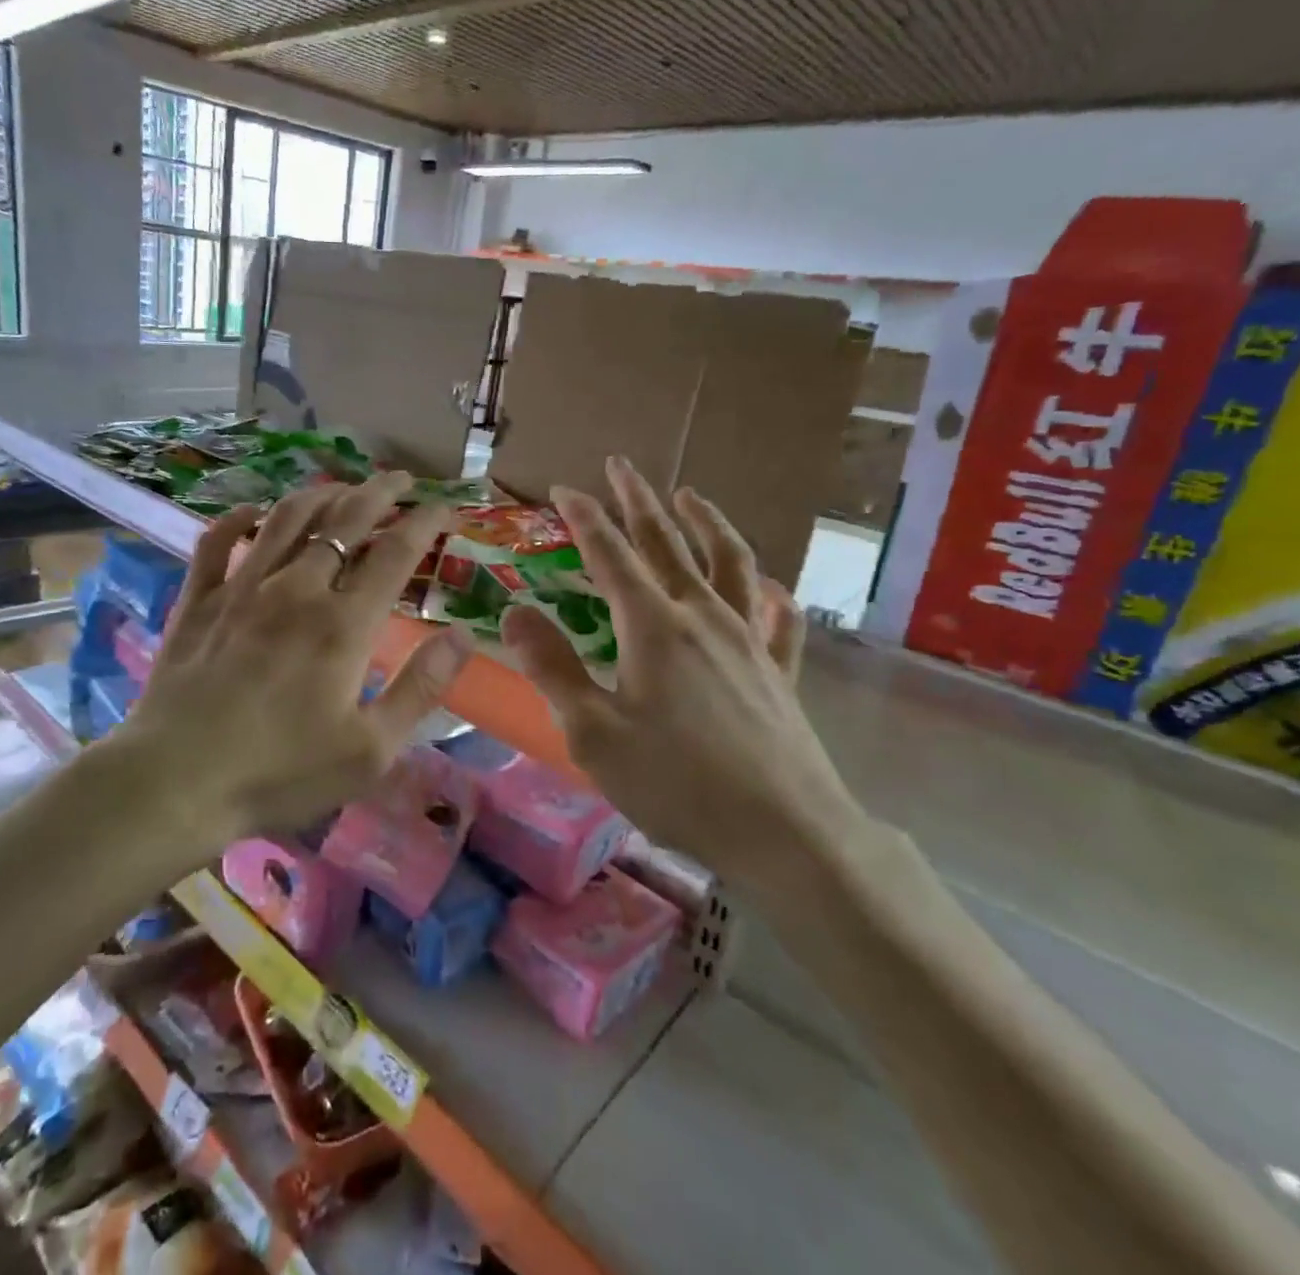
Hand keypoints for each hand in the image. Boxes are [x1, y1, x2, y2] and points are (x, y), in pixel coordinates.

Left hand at [114, 472, 474, 849]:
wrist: (177, 781)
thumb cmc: (280, 772)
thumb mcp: (370, 750)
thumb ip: (420, 689)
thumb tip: (464, 636)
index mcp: (343, 624)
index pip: (395, 553)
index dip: (425, 522)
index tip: (446, 507)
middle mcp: (295, 589)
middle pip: (343, 521)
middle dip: (379, 493)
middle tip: (400, 480)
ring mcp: (241, 588)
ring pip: (286, 518)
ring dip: (319, 494)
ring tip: (341, 485)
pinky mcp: (198, 600)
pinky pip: (217, 541)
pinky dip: (237, 518)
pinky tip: (252, 511)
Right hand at [501, 456, 870, 899]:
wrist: (785, 833)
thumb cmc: (676, 782)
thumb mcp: (593, 732)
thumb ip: (552, 667)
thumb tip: (514, 612)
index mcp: (653, 627)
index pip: (611, 554)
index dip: (585, 517)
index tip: (563, 488)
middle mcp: (702, 618)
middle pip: (668, 543)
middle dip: (640, 501)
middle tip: (622, 466)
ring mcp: (748, 641)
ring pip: (729, 564)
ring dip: (707, 524)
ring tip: (691, 496)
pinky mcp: (778, 672)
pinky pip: (777, 619)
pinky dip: (769, 594)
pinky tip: (769, 588)